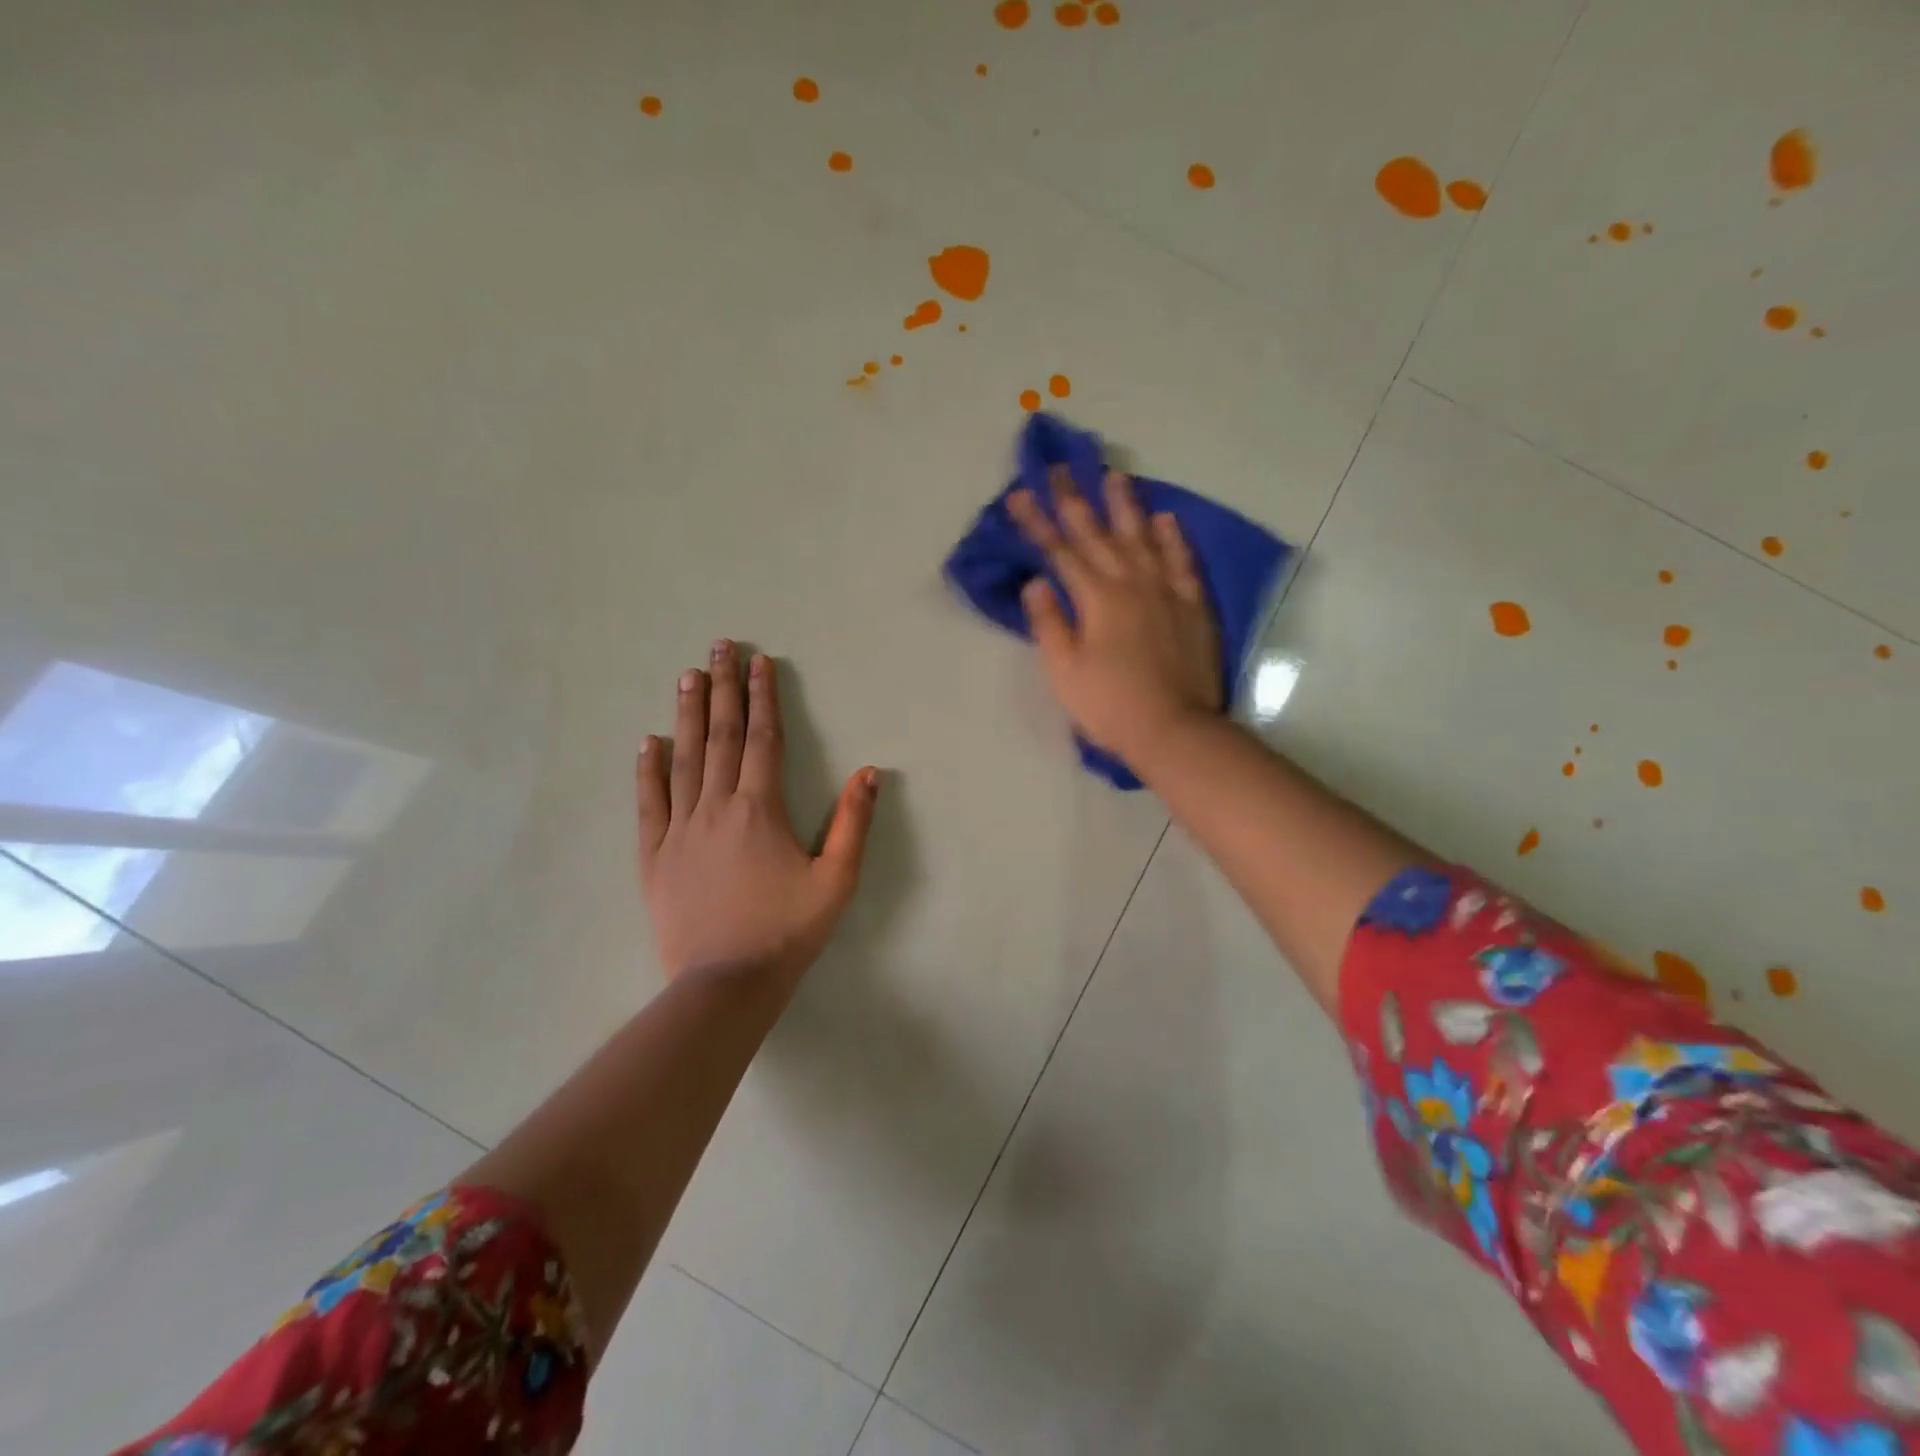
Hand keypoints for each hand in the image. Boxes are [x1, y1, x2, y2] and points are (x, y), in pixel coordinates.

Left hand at [638, 641, 878, 984]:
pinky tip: (647, 742)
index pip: (763, 739)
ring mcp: (680, 829)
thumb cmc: (788, 930)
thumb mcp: (837, 880)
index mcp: (760, 809)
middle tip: (718, 647)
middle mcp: (716, 807)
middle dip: (722, 688)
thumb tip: (869, 772)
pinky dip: (648, 770)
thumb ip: (853, 823)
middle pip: (721, 736)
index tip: (759, 662)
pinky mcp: (655, 855)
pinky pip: (649, 803)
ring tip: (687, 676)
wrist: (727, 983)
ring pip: (684, 759)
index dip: (763, 698)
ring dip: (687, 715)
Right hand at [1008, 468, 1220, 763]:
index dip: (1037, 523)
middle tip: (1060, 468)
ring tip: (1115, 475)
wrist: (1174, 729)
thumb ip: (1048, 622)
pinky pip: (1183, 562)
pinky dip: (1173, 538)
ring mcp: (1166, 591)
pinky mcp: (1193, 606)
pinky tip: (1166, 518)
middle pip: (1098, 534)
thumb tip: (1036, 582)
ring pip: (1143, 537)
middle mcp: (1131, 583)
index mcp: (1096, 598)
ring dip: (1125, 505)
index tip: (1019, 494)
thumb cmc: (1110, 705)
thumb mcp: (1064, 670)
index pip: (1060, 551)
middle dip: (1074, 500)